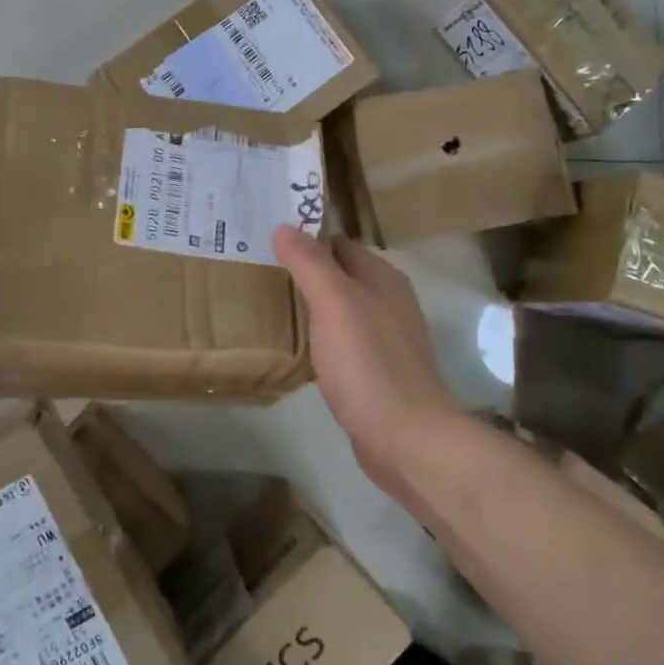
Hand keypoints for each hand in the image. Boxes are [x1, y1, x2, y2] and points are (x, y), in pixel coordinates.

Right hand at [273, 226, 464, 484]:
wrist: (406, 438)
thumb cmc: (369, 362)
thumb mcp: (335, 303)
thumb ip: (310, 263)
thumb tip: (284, 227)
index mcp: (383, 279)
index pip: (339, 244)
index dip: (305, 238)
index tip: (265, 238)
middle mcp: (388, 304)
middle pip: (340, 276)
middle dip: (304, 272)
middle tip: (257, 270)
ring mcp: (384, 341)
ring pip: (340, 311)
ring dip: (310, 306)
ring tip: (267, 304)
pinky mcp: (375, 374)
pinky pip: (341, 344)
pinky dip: (318, 339)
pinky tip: (296, 349)